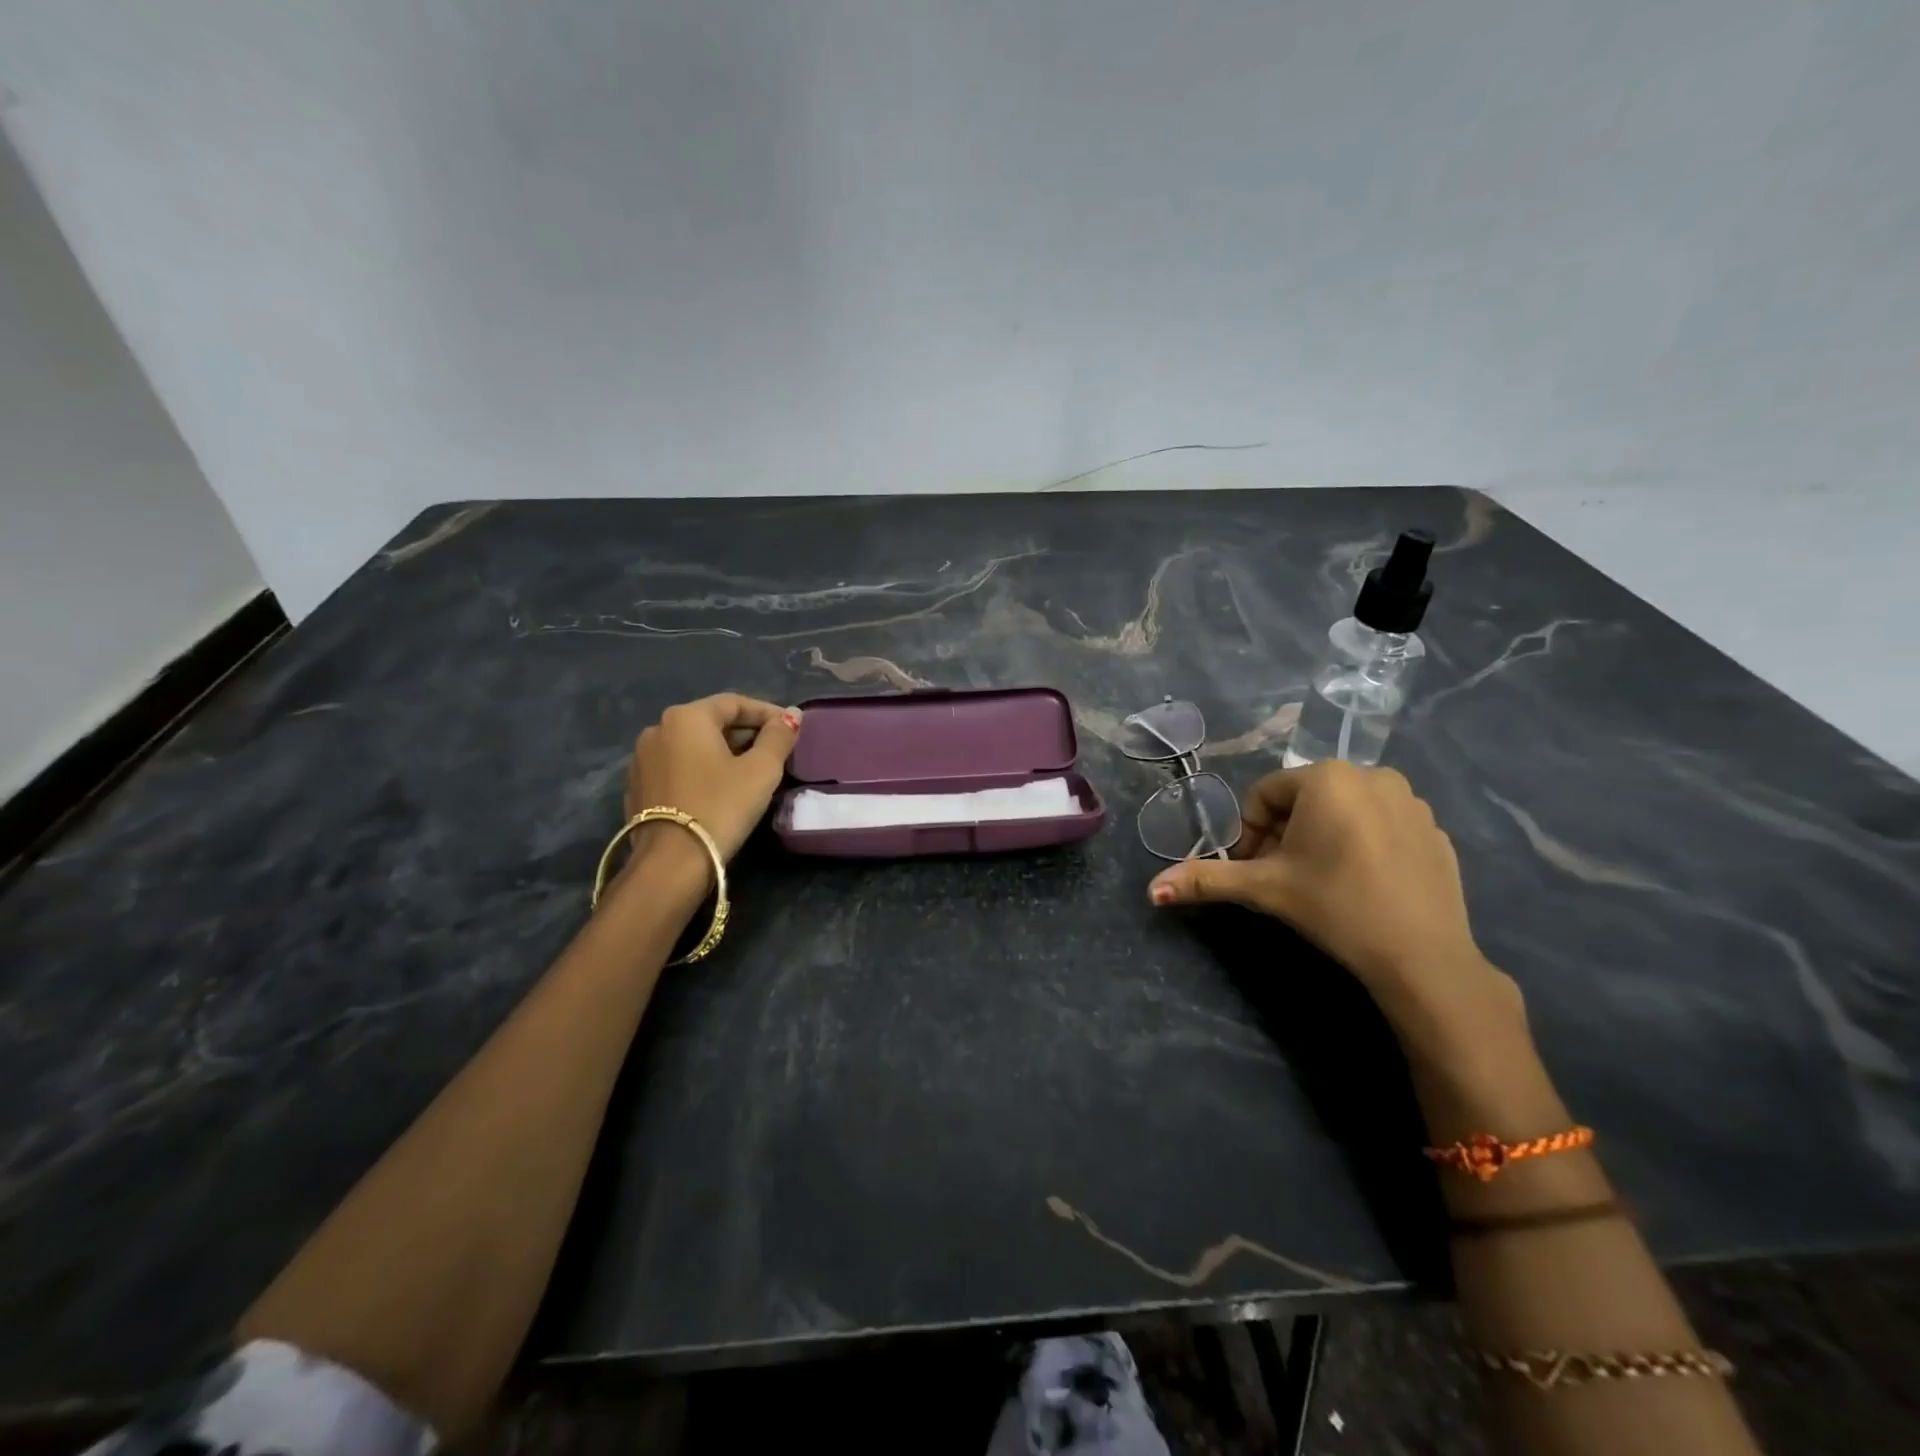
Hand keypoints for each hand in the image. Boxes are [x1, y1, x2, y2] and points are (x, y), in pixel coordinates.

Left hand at [625, 693, 800, 861]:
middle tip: (774, 751)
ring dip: (723, 752)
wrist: (671, 863)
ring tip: (750, 771)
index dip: (767, 713)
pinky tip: (720, 789)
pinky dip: (701, 770)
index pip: (734, 703)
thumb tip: (791, 716)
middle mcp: (657, 730)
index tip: (791, 728)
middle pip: (711, 722)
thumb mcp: (761, 770)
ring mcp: (641, 760)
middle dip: (745, 733)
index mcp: (686, 717)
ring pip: (693, 746)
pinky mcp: (637, 788)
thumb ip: (778, 737)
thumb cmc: (721, 806)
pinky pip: (678, 768)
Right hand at [1147, 761, 1520, 1041]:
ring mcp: (1412, 801)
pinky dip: (1362, 845)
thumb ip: (1206, 880)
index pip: (1265, 795)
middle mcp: (1372, 774)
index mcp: (1327, 777)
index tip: (1254, 870)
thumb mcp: (1264, 889)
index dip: (1250, 833)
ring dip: (1321, 838)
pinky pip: (1381, 826)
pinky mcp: (1436, 830)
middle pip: (1304, 800)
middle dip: (1284, 835)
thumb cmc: (1334, 905)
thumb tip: (1151, 890)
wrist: (1421, 956)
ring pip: (1343, 811)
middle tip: (1283, 878)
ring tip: (1321, 882)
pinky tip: (1362, 884)